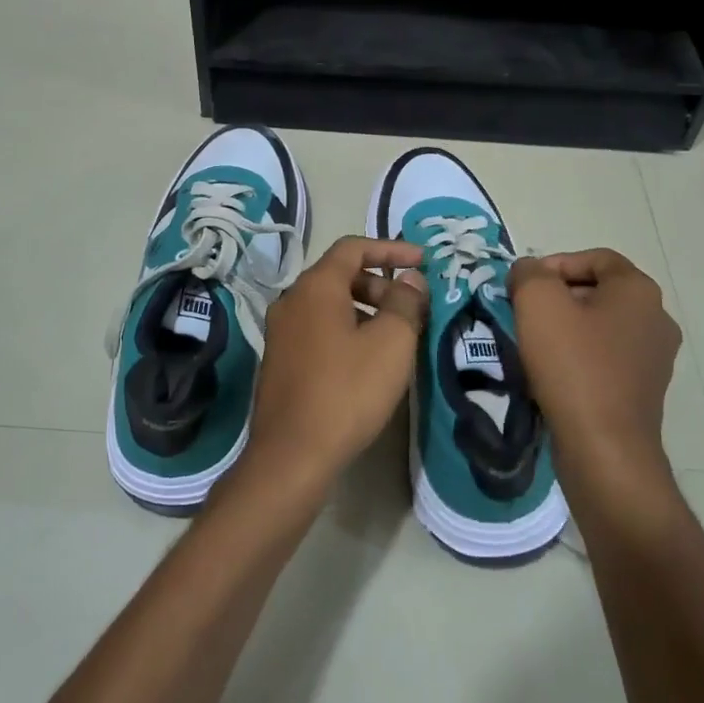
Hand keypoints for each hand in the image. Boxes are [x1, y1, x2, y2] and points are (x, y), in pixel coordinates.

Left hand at [236, 236, 427, 504]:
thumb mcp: (391, 343)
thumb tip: (410, 279)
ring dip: (366, 309)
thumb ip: (405, 302)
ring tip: (396, 336)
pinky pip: (319, 329)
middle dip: (381, 283)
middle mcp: (291, 301)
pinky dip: (347, 330)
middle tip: (412, 307)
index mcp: (315, 287)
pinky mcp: (280, 360)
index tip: (423, 261)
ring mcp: (281, 332)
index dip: (391, 249)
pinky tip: (368, 360)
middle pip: (340, 275)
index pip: (354, 248)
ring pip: (329, 305)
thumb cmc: (347, 391)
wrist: (292, 455)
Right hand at [509, 249, 681, 482]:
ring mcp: (654, 358)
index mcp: (639, 291)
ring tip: (532, 346)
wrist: (603, 448)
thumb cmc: (573, 367)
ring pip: (601, 327)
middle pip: (599, 291)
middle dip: (557, 297)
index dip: (556, 263)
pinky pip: (606, 360)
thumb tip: (529, 271)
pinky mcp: (644, 391)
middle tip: (522, 314)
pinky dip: (578, 359)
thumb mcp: (538, 304)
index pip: (597, 257)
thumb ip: (529, 273)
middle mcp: (656, 319)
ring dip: (566, 329)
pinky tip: (552, 376)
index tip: (524, 286)